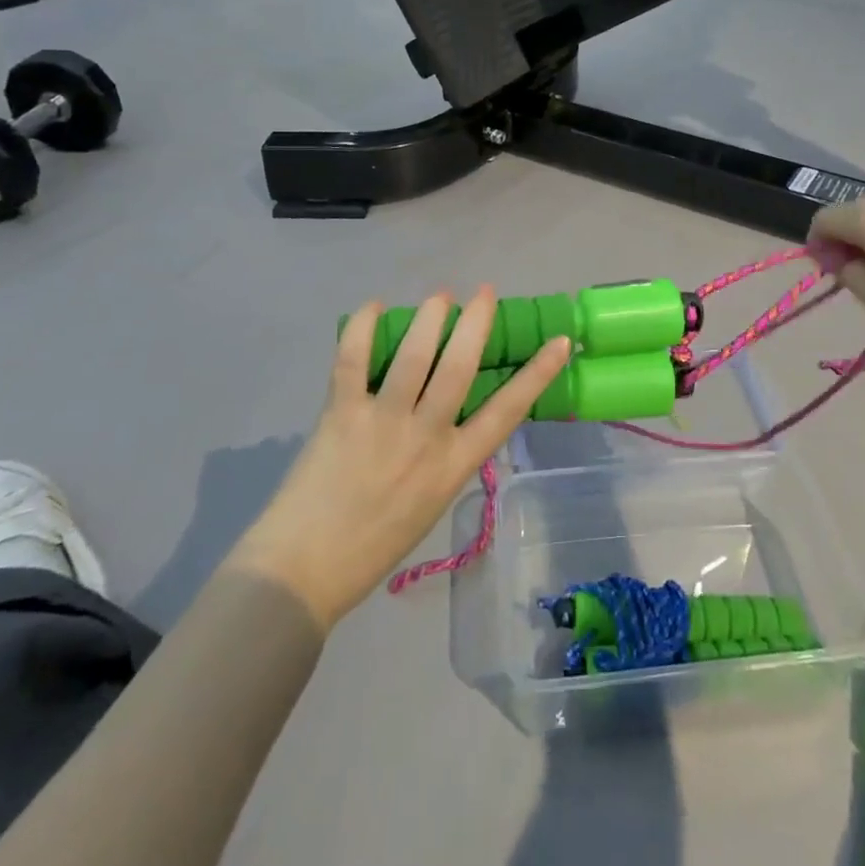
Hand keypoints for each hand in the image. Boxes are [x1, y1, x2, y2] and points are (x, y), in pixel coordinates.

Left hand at [227, 288, 570, 628]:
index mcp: (453, 466)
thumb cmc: (374, 545)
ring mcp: (382, 423)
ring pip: (414, 356)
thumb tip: (451, 411)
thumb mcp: (431, 503)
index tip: (560, 342)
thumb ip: (445, 455)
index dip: (537, 374)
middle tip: (484, 293)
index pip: (507, 412)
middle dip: (476, 323)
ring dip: (430, 317)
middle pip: (459, 368)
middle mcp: (425, 438)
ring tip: (441, 295)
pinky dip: (362, 327)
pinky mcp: (341, 414)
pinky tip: (374, 307)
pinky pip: (352, 360)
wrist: (304, 572)